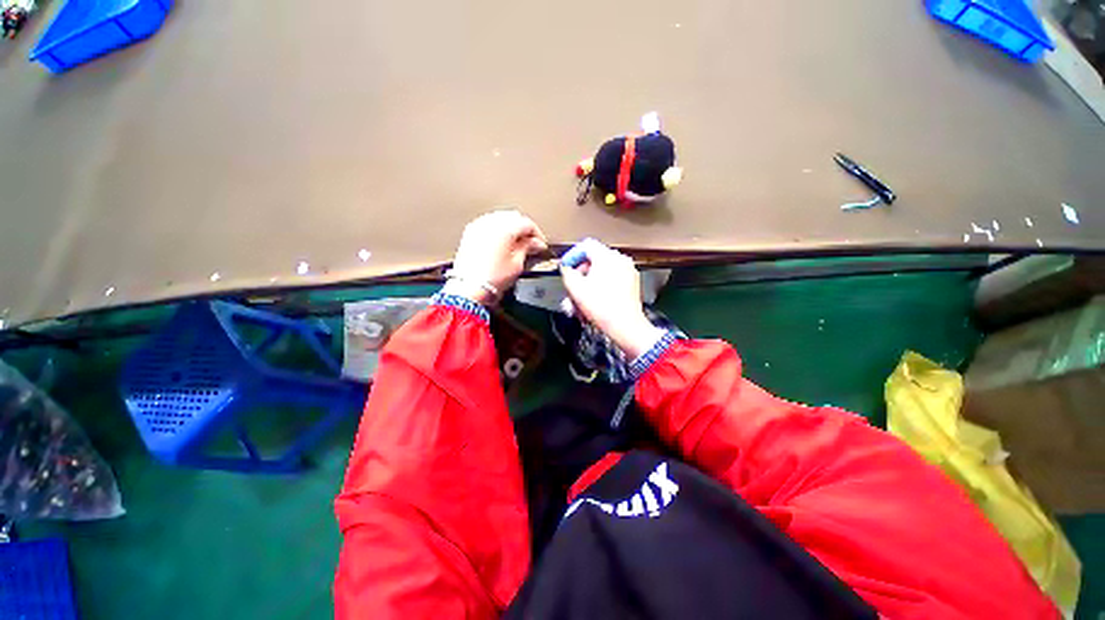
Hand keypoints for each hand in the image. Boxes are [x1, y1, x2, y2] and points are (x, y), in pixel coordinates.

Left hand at [443, 210, 547, 304]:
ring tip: (517, 243)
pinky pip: (488, 224)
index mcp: (505, 228)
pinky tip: (502, 242)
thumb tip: (535, 243)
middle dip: (524, 229)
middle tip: (531, 243)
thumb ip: (528, 247)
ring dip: (511, 227)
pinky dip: (498, 229)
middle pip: (514, 218)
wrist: (470, 288)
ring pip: (501, 218)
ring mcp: (479, 226)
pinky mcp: (471, 233)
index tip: (541, 244)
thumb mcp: (517, 263)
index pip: (527, 224)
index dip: (537, 234)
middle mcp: (491, 222)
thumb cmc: (492, 278)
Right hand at [560, 240, 664, 358]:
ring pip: (602, 272)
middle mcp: (619, 259)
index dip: (572, 256)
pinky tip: (593, 302)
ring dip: (588, 284)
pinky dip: (600, 287)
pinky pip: (612, 280)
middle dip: (580, 275)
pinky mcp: (632, 283)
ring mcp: (628, 271)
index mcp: (606, 256)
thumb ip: (567, 273)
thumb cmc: (600, 306)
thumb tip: (567, 268)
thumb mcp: (575, 288)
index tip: (565, 269)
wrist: (626, 326)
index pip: (586, 246)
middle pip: (594, 260)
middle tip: (572, 289)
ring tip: (580, 301)